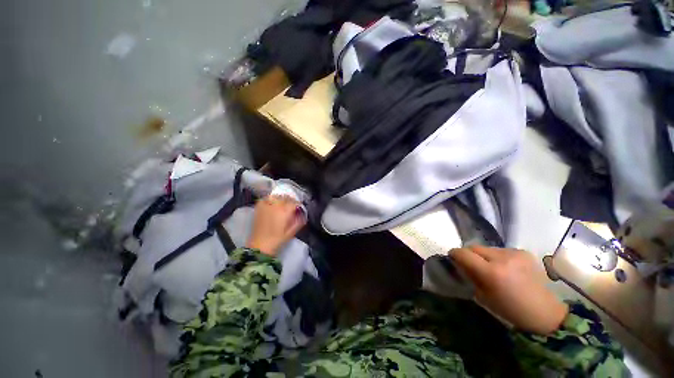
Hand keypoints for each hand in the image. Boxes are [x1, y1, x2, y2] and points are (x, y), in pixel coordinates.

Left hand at [246, 195, 305, 256]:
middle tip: (292, 206)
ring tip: (283, 203)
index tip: (299, 208)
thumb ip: (299, 222)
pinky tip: (272, 203)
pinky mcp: (258, 208)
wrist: (260, 246)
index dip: (298, 204)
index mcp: (285, 211)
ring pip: (276, 196)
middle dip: (290, 200)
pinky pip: (265, 199)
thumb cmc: (277, 240)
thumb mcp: (291, 232)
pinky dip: (270, 199)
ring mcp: (266, 206)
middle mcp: (276, 206)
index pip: (294, 202)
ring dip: (281, 198)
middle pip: (286, 197)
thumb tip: (303, 214)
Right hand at [450, 246, 568, 334]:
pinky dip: (498, 257)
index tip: (453, 258)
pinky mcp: (524, 252)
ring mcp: (515, 253)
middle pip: (474, 247)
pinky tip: (506, 268)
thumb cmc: (510, 309)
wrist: (545, 312)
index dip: (455, 254)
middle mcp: (503, 258)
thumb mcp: (483, 296)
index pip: (463, 253)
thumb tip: (461, 264)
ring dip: (484, 256)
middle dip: (469, 254)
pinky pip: (501, 250)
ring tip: (492, 268)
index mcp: (492, 272)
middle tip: (472, 265)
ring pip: (487, 248)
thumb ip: (470, 276)